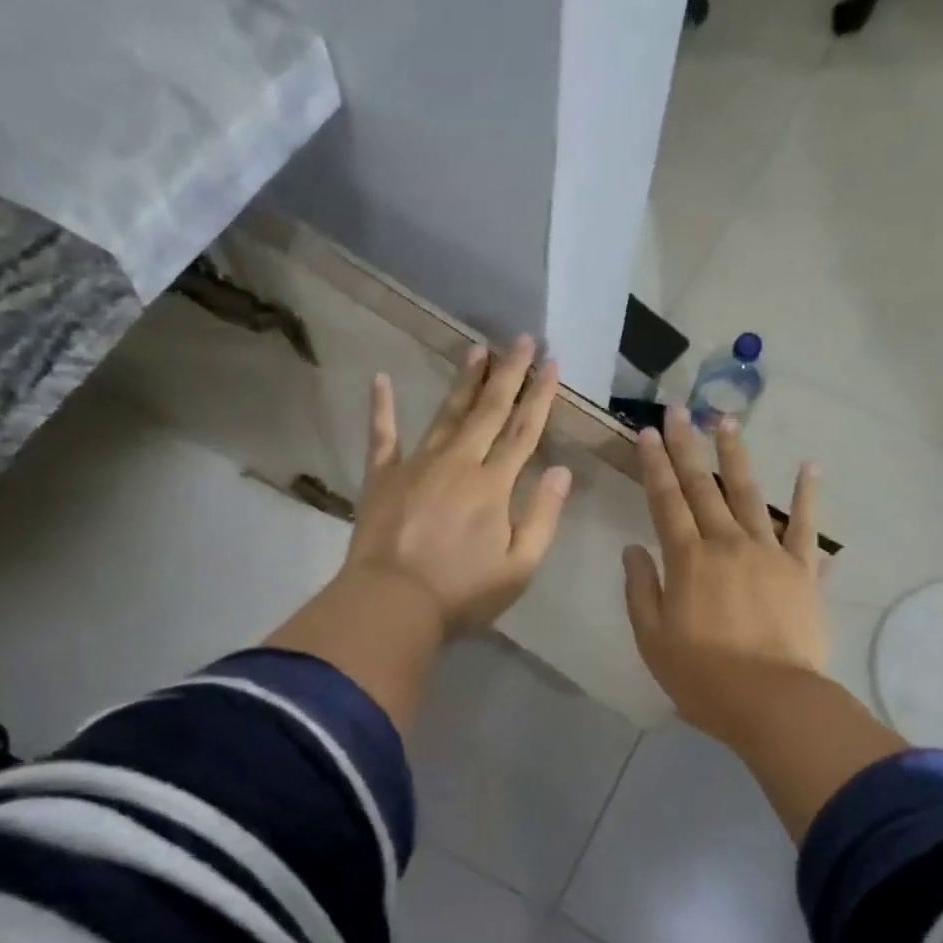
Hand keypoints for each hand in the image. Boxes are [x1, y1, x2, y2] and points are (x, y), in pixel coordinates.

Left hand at [347, 336, 572, 637]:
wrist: (392, 603)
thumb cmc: (462, 592)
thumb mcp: (519, 566)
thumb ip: (543, 516)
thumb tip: (562, 470)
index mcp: (493, 485)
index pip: (522, 431)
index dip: (539, 396)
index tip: (551, 363)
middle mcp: (457, 463)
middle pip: (488, 411)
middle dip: (508, 374)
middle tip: (521, 339)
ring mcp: (416, 465)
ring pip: (446, 413)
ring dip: (464, 381)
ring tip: (477, 349)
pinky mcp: (382, 477)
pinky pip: (382, 435)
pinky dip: (381, 407)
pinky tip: (380, 379)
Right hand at [623, 407, 825, 746]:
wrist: (771, 700)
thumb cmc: (702, 676)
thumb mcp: (653, 638)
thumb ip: (641, 590)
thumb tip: (633, 549)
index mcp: (687, 559)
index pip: (666, 501)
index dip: (654, 465)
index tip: (647, 433)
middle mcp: (726, 543)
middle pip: (703, 487)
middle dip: (687, 447)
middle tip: (679, 411)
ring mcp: (768, 552)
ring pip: (750, 494)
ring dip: (737, 456)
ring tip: (727, 422)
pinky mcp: (802, 570)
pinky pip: (805, 526)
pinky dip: (808, 495)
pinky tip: (809, 466)